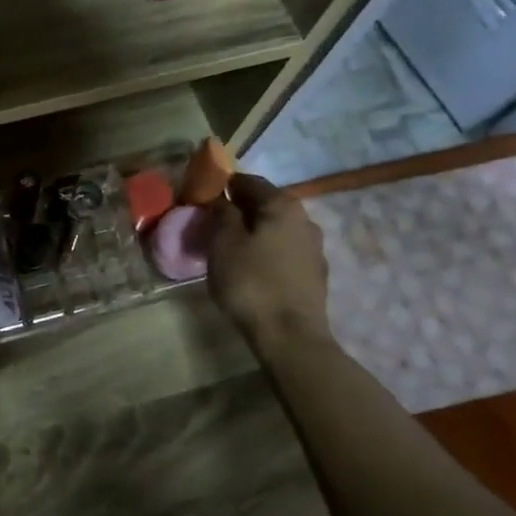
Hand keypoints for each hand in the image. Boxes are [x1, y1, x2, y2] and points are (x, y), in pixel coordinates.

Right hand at [208, 174, 331, 350]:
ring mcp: (314, 247)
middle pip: (265, 204)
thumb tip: (222, 200)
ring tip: (229, 248)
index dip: (222, 185)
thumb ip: (222, 213)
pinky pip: (283, 250)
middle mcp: (304, 219)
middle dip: (238, 210)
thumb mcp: (223, 243)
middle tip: (211, 224)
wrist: (290, 335)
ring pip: (275, 228)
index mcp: (282, 205)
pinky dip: (265, 251)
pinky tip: (250, 267)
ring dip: (252, 232)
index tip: (201, 197)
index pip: (248, 181)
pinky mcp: (314, 273)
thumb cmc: (251, 282)